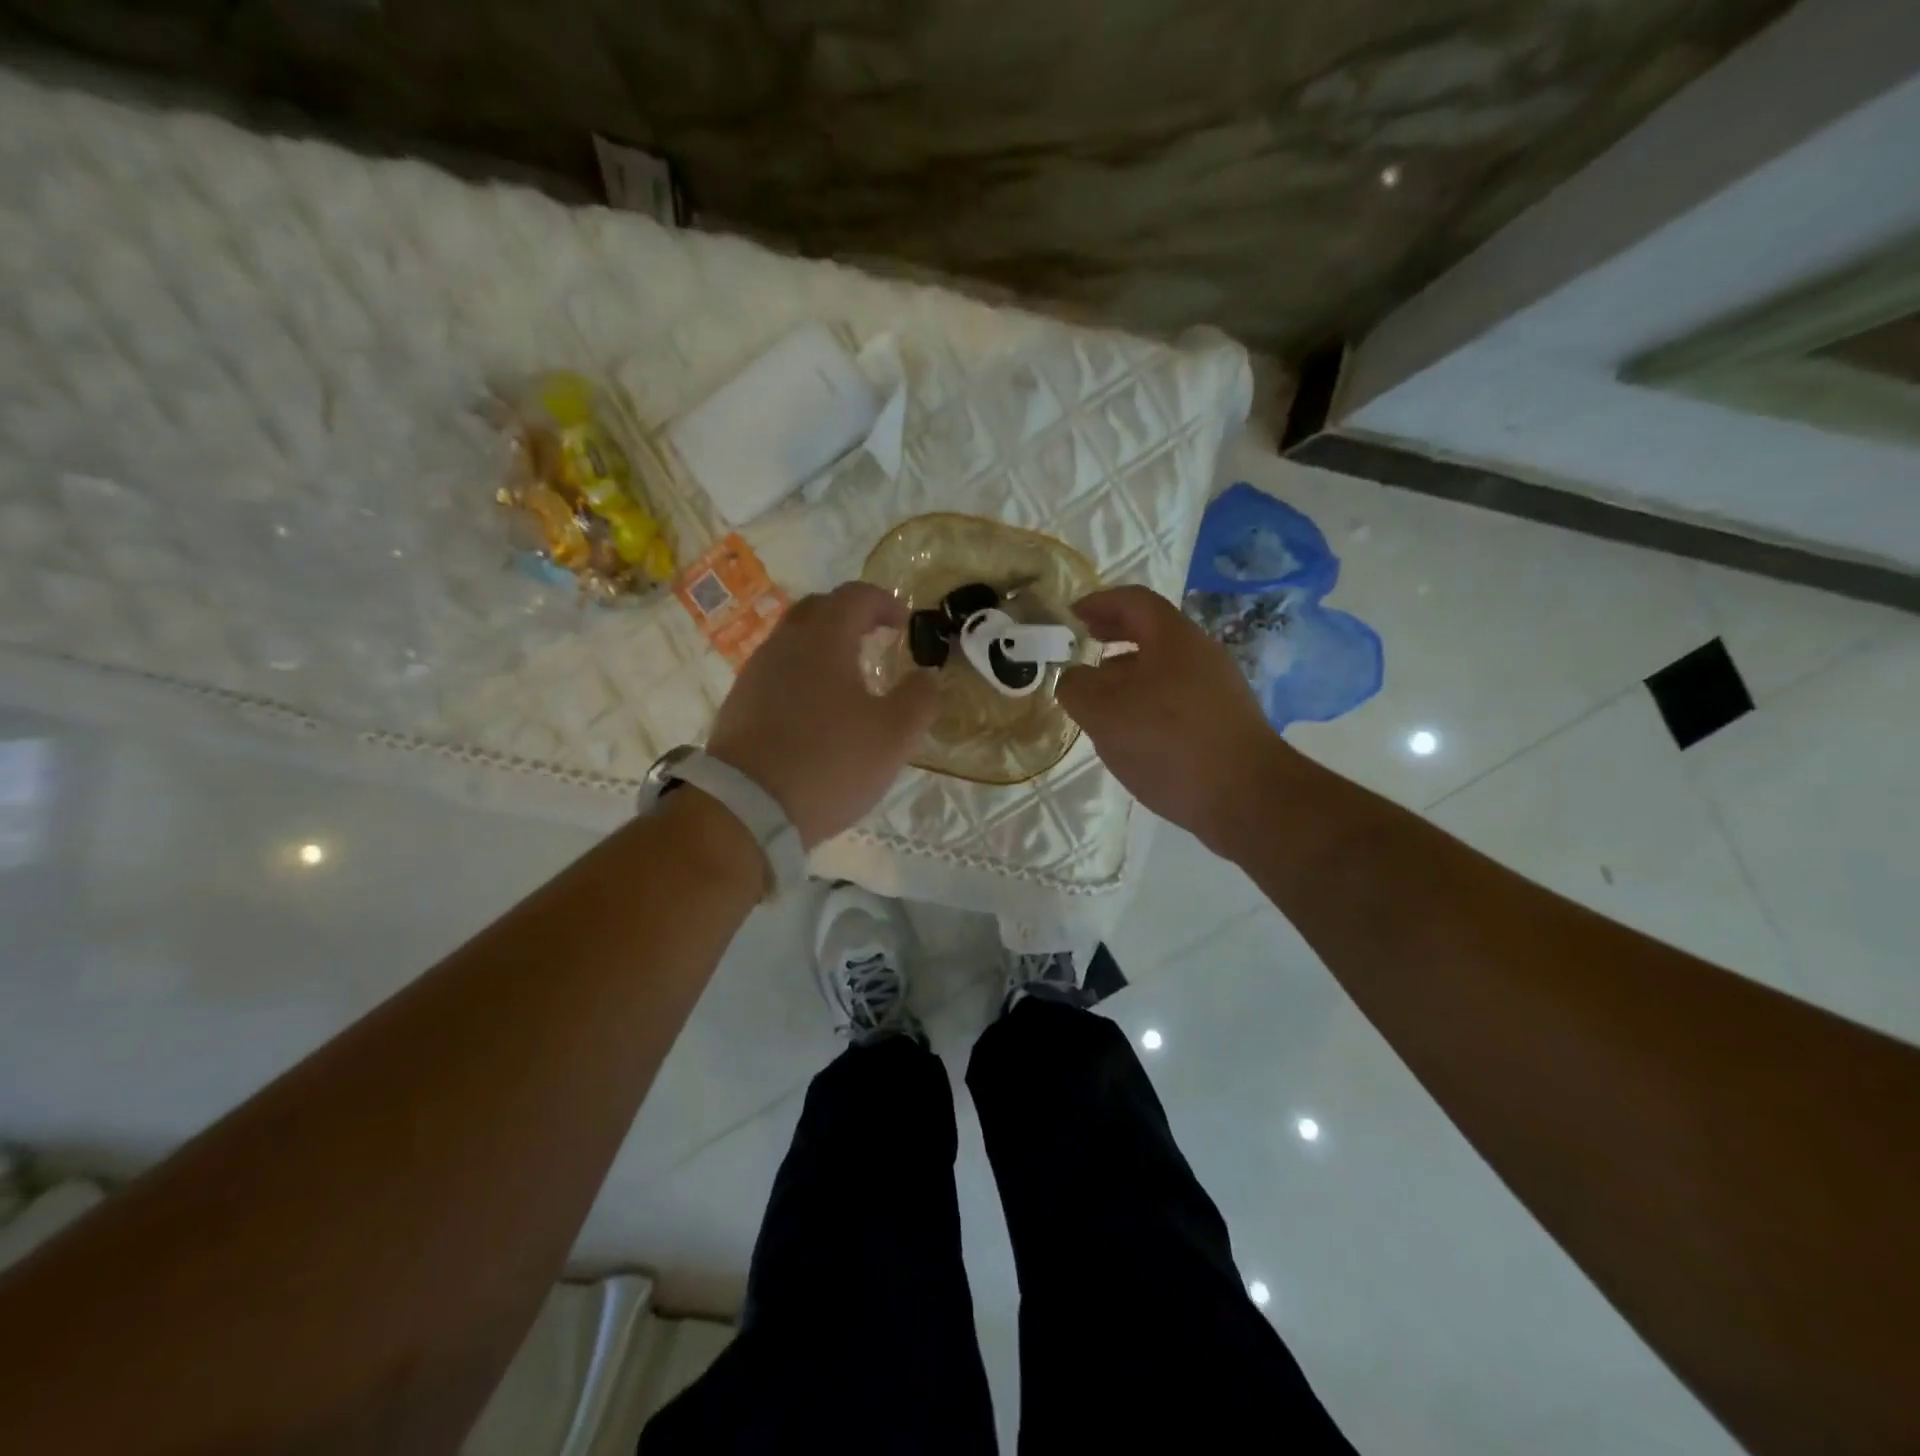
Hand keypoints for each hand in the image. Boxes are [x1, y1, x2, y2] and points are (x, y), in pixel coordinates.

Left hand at [707, 582, 938, 848]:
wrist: (747, 808)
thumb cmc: (830, 763)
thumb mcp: (894, 735)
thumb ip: (919, 699)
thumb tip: (927, 677)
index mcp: (824, 639)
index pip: (855, 596)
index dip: (885, 602)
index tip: (904, 623)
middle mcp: (784, 644)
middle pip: (818, 610)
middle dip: (850, 616)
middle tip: (875, 637)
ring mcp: (755, 674)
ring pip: (793, 642)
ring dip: (824, 647)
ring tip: (849, 678)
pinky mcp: (739, 705)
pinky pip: (777, 673)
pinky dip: (802, 676)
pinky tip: (816, 711)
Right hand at [1056, 586, 1282, 851]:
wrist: (1246, 797)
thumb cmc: (1169, 743)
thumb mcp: (1104, 713)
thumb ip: (1077, 688)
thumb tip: (1074, 678)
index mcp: (1174, 638)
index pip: (1134, 601)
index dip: (1099, 602)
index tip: (1071, 616)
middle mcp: (1201, 654)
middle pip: (1152, 631)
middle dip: (1114, 634)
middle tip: (1084, 643)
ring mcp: (1217, 688)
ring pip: (1164, 666)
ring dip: (1128, 671)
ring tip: (1099, 693)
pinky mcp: (1223, 721)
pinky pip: (1176, 695)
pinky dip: (1147, 698)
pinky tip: (1131, 729)